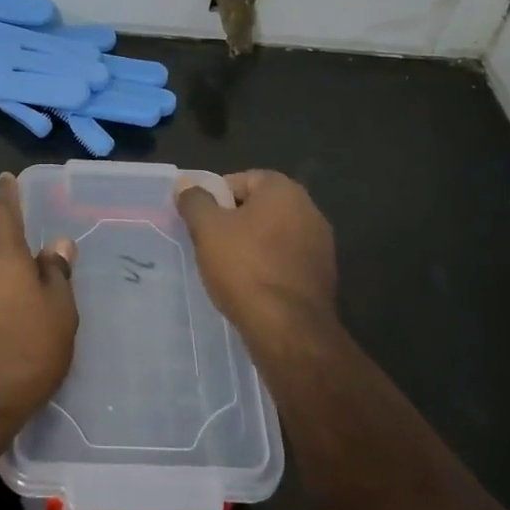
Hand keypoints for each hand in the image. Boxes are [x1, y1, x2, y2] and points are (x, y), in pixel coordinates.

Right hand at [177, 170, 337, 356]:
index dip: (216, 197)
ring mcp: (321, 244)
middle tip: (209, 243)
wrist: (289, 329)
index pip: (242, 179)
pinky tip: (251, 286)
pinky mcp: (323, 275)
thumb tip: (186, 184)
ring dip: (252, 245)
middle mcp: (309, 209)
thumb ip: (195, 200)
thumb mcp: (207, 229)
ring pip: (274, 235)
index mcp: (284, 190)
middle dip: (234, 221)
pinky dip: (268, 266)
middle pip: (259, 206)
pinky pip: (286, 260)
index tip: (200, 221)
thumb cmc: (245, 268)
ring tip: (228, 268)